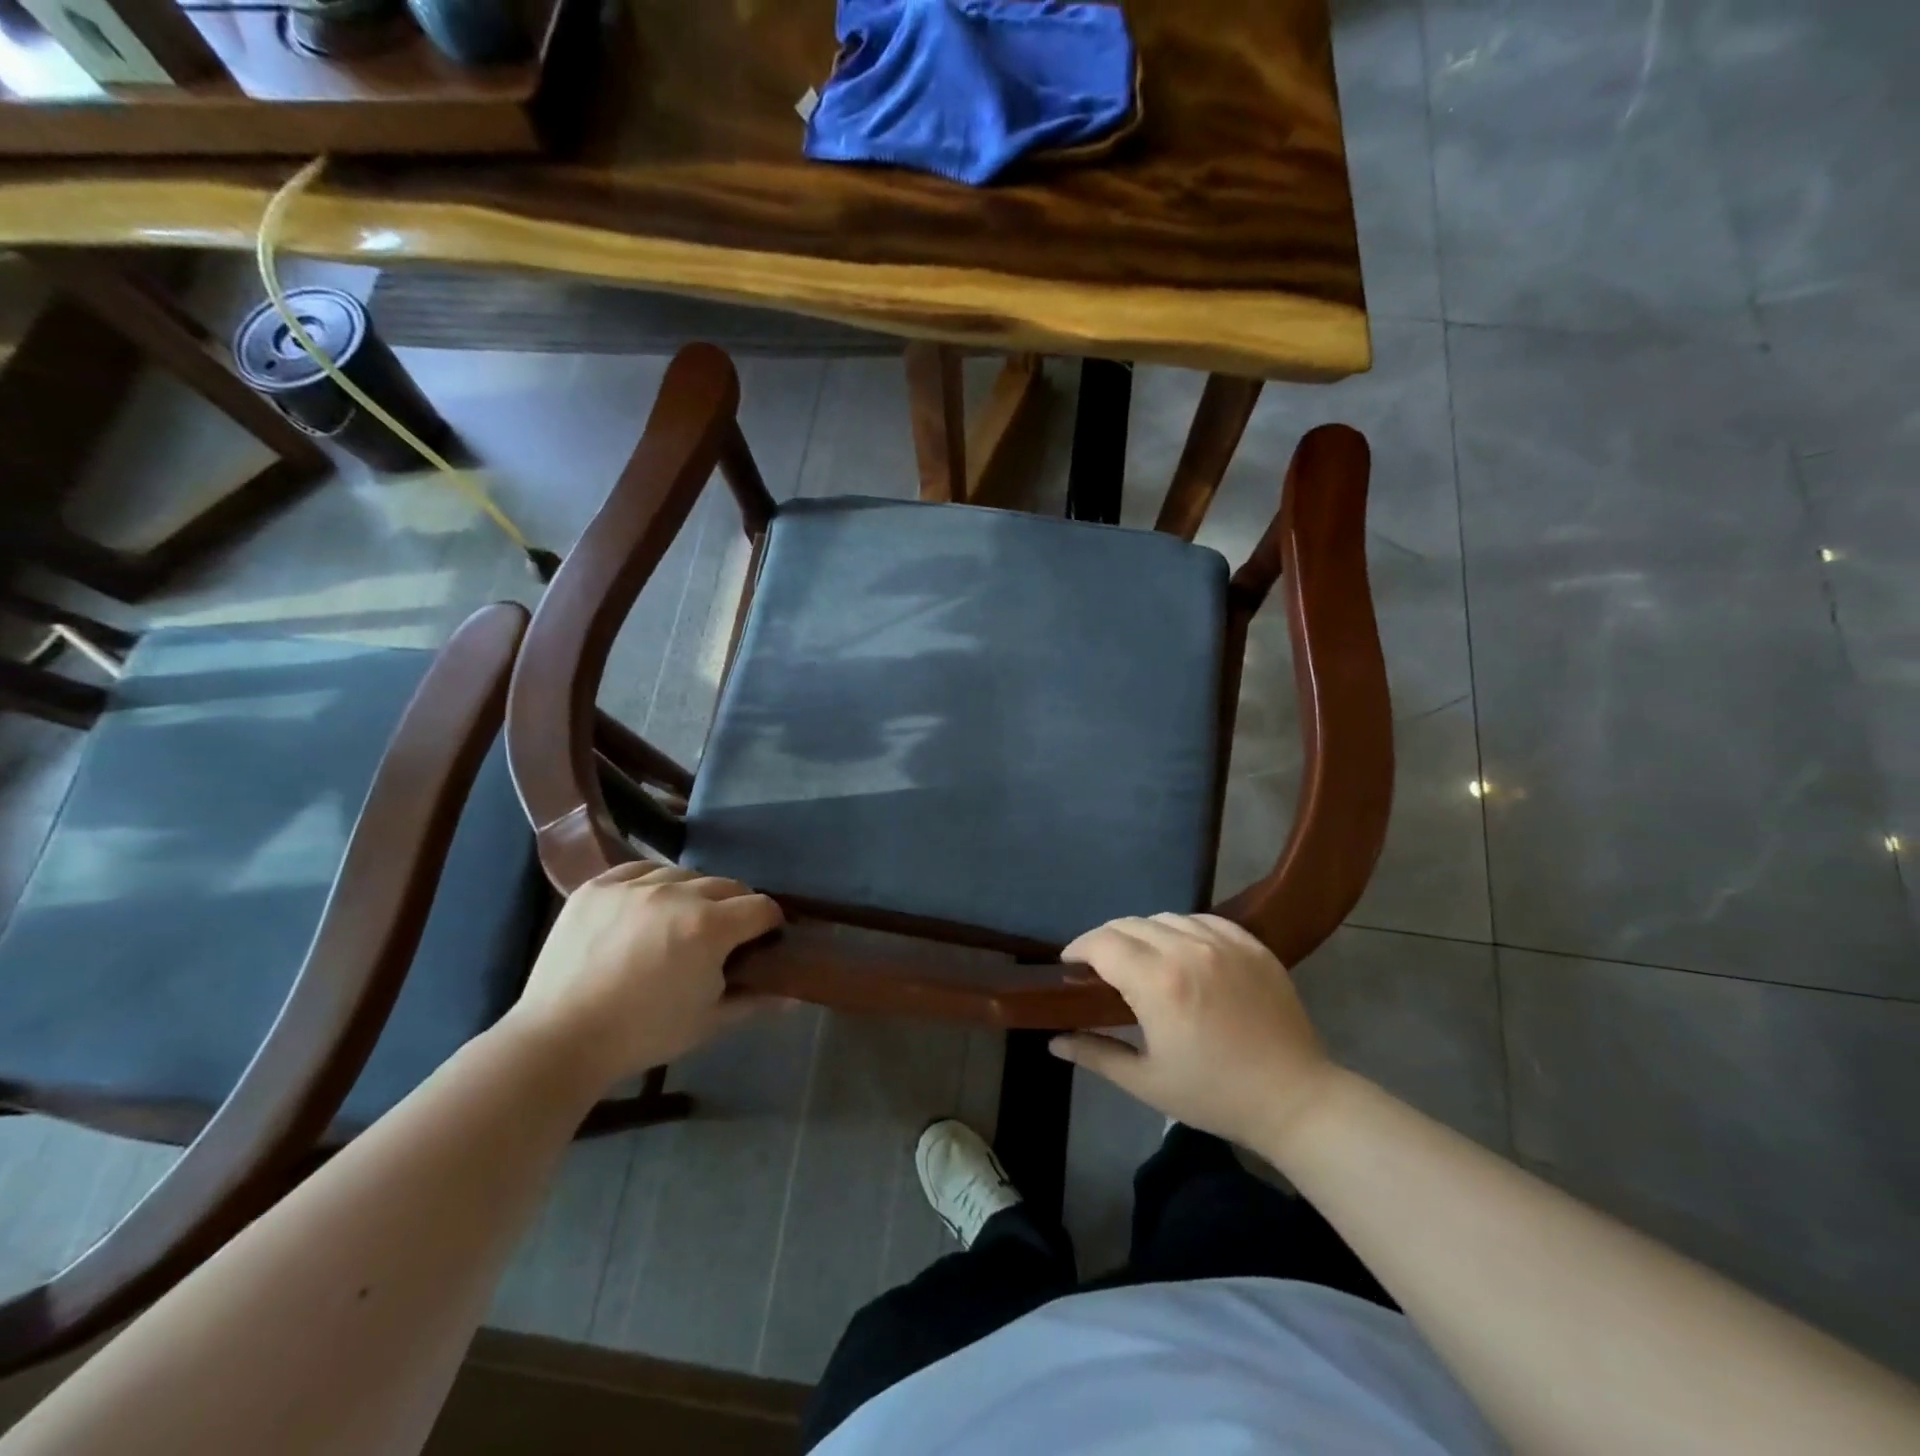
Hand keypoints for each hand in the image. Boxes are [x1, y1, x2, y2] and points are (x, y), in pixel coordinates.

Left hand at [504, 862, 783, 1092]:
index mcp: (710, 926)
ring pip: (685, 874)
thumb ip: (754, 1000)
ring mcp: (634, 885)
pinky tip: (649, 904)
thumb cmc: (643, 1034)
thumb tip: (791, 996)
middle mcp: (677, 893)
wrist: (560, 1040)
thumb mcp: (707, 1021)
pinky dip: (653, 882)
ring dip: (695, 893)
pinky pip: (640, 869)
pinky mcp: (598, 886)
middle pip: (728, 885)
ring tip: (682, 920)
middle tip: (724, 936)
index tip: (764, 940)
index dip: (770, 924)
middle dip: (736, 908)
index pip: (761, 907)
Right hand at [1050, 914, 1338, 1156]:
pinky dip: (1181, 929)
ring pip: (1164, 917)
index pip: (1102, 943)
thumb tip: (1054, 1041)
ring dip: (1142, 933)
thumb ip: (1095, 1053)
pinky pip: (1203, 919)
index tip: (1070, 966)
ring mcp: (1224, 942)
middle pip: (1129, 924)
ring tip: (1141, 959)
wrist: (1295, 1099)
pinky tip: (1181, 951)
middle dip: (1105, 940)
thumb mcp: (1146, 1082)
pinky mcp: (1251, 944)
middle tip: (1100, 967)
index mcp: (1158, 982)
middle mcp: (1188, 949)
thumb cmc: (1215, 1095)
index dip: (1078, 949)